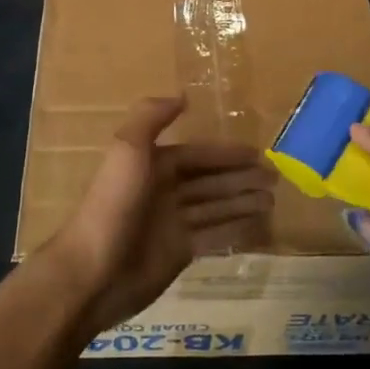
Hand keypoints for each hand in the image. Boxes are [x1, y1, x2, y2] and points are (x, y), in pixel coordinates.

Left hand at [41, 97, 275, 336]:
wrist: (93, 272)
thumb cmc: (113, 205)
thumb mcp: (127, 150)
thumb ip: (151, 117)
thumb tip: (182, 96)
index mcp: (151, 166)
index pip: (196, 155)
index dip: (225, 153)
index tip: (258, 152)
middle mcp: (163, 191)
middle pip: (209, 181)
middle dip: (240, 177)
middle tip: (276, 177)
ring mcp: (171, 224)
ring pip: (215, 207)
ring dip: (243, 201)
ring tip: (273, 199)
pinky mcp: (177, 253)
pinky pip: (213, 236)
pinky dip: (235, 229)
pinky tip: (258, 225)